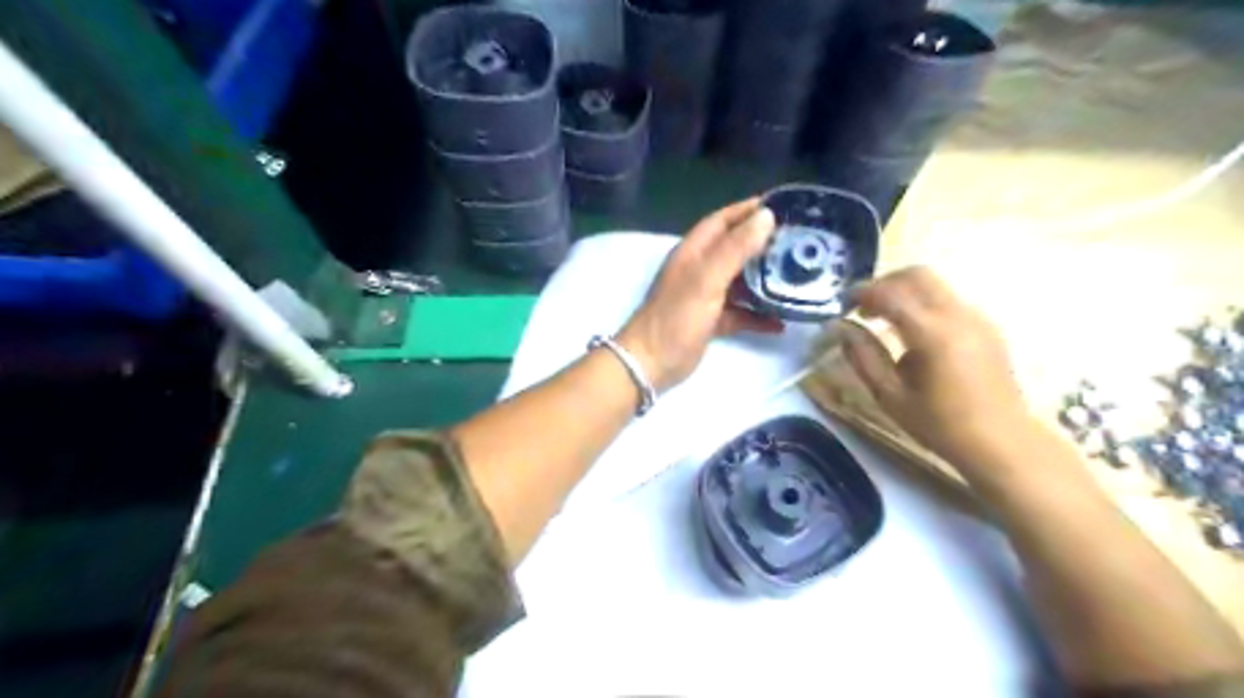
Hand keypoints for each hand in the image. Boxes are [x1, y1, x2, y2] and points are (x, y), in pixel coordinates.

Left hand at [615, 195, 778, 391]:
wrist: (651, 363)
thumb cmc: (677, 317)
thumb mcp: (707, 279)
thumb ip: (735, 248)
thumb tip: (766, 216)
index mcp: (693, 253)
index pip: (721, 221)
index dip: (747, 210)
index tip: (781, 205)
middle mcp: (699, 269)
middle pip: (734, 249)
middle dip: (762, 244)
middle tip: (797, 242)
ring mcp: (704, 296)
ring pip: (739, 282)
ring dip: (763, 280)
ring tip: (796, 278)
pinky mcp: (710, 321)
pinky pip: (739, 313)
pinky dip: (757, 316)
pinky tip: (780, 323)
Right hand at [840, 266, 1036, 473]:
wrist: (1002, 442)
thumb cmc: (940, 425)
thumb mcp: (890, 396)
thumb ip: (863, 356)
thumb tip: (841, 328)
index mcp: (932, 334)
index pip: (891, 294)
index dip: (862, 293)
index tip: (842, 305)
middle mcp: (958, 316)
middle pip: (917, 274)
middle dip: (884, 283)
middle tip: (862, 306)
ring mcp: (977, 318)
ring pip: (934, 285)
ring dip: (904, 292)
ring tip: (883, 320)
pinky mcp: (987, 326)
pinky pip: (948, 300)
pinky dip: (922, 304)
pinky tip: (912, 335)